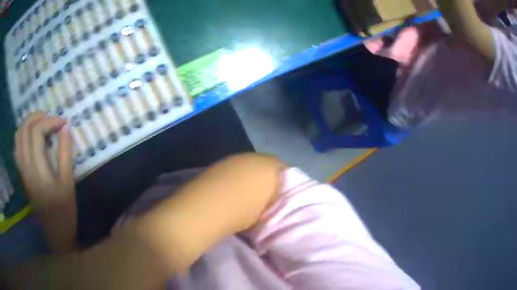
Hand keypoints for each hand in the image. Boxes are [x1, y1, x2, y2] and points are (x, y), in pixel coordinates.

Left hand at [14, 112, 76, 252]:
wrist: (55, 232)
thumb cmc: (64, 211)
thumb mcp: (68, 184)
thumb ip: (65, 154)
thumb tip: (66, 128)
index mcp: (38, 172)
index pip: (36, 133)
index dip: (49, 121)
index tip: (63, 123)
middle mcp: (25, 168)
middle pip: (24, 130)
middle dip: (38, 117)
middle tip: (51, 118)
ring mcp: (21, 170)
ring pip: (18, 136)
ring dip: (28, 123)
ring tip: (41, 123)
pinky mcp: (21, 173)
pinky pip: (17, 146)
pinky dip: (23, 134)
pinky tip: (31, 136)